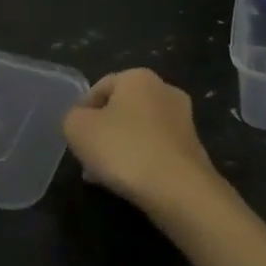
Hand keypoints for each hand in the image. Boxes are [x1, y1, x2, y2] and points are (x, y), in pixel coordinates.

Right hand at [62, 68, 223, 220]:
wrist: (178, 188)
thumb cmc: (124, 148)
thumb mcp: (78, 128)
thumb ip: (72, 117)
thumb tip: (82, 120)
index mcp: (138, 76)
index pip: (100, 87)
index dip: (82, 112)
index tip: (75, 138)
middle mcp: (165, 89)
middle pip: (122, 109)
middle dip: (103, 132)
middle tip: (88, 158)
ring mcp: (183, 118)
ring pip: (139, 130)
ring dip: (121, 148)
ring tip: (105, 176)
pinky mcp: (193, 147)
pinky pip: (156, 149)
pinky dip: (141, 160)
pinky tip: (129, 183)